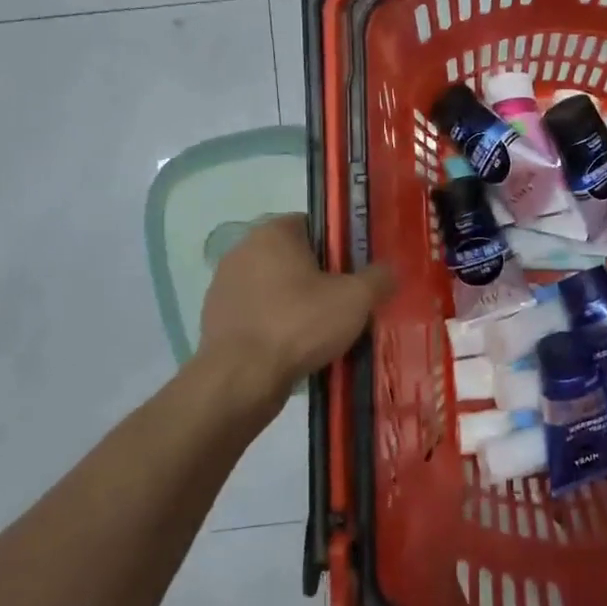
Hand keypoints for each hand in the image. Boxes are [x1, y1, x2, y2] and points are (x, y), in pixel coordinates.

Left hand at [196, 215, 392, 425]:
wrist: (240, 380)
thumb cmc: (299, 324)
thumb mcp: (355, 299)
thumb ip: (379, 278)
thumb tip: (390, 271)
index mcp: (273, 233)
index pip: (315, 225)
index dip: (340, 247)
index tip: (356, 273)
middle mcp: (243, 250)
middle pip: (295, 258)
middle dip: (320, 278)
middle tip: (346, 304)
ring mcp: (224, 286)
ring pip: (275, 289)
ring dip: (297, 304)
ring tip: (324, 334)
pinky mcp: (216, 320)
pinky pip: (258, 316)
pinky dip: (276, 327)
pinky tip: (295, 350)